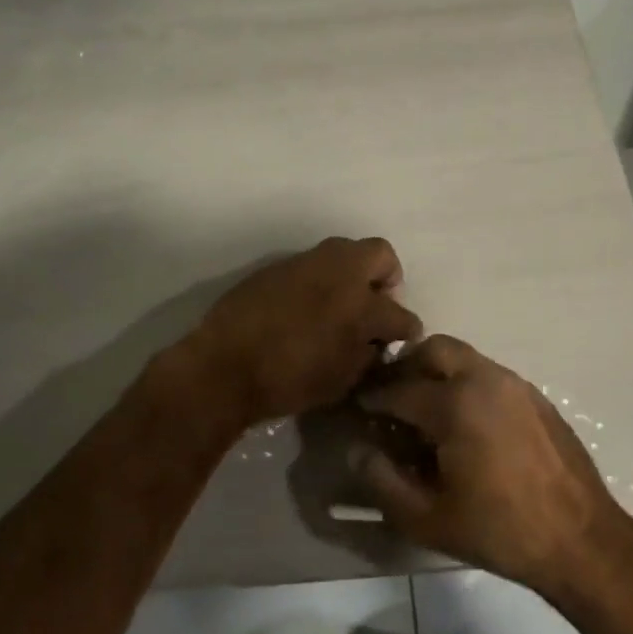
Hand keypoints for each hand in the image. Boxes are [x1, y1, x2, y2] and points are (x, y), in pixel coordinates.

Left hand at [187, 237, 420, 427]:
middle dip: (386, 277)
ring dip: (352, 273)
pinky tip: (308, 306)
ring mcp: (306, 263)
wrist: (225, 366)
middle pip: (380, 254)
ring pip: (344, 252)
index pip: (400, 313)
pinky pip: (312, 264)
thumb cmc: (289, 381)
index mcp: (361, 304)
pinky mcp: (278, 265)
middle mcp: (339, 272)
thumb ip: (367, 356)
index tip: (403, 337)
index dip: (407, 329)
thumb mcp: (341, 380)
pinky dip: (321, 279)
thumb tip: (375, 342)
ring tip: (342, 304)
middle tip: (376, 303)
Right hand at [352, 335, 629, 593]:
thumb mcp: (427, 519)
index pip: (399, 389)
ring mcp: (515, 384)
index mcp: (455, 404)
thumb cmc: (499, 531)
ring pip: (464, 357)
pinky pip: (489, 374)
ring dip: (438, 372)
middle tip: (393, 397)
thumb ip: (382, 482)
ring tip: (427, 410)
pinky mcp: (536, 397)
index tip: (358, 408)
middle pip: (434, 349)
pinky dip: (467, 383)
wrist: (582, 540)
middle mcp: (484, 379)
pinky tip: (467, 424)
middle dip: (407, 366)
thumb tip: (357, 451)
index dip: (372, 398)